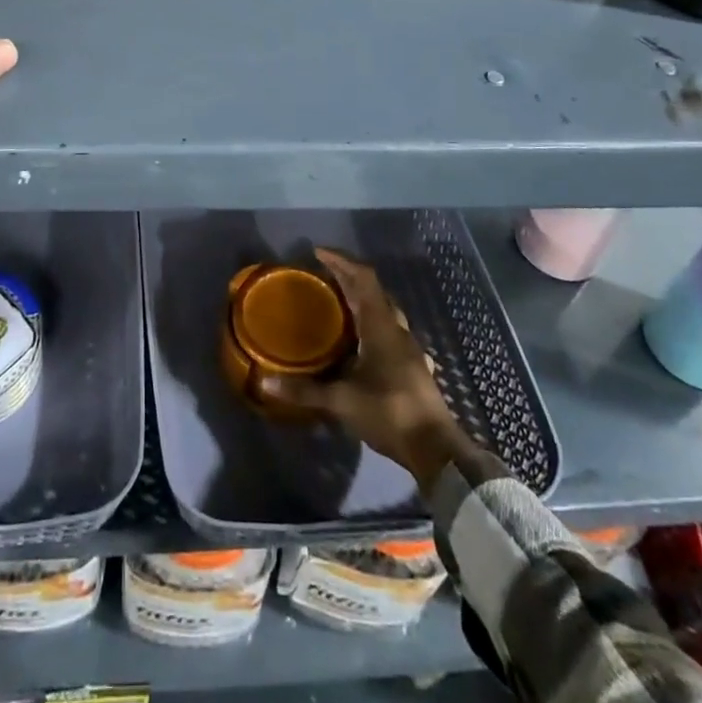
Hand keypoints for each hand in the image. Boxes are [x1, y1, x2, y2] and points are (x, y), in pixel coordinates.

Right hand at [258, 247, 485, 492]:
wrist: (435, 449)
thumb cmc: (388, 412)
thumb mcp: (341, 401)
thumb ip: (305, 390)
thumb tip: (266, 382)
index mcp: (380, 325)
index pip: (363, 278)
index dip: (341, 261)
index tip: (318, 253)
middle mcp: (396, 329)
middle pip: (373, 290)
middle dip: (348, 278)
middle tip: (321, 276)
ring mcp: (408, 348)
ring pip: (384, 310)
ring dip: (361, 300)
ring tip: (337, 304)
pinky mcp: (412, 365)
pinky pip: (389, 331)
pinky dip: (371, 323)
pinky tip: (360, 341)